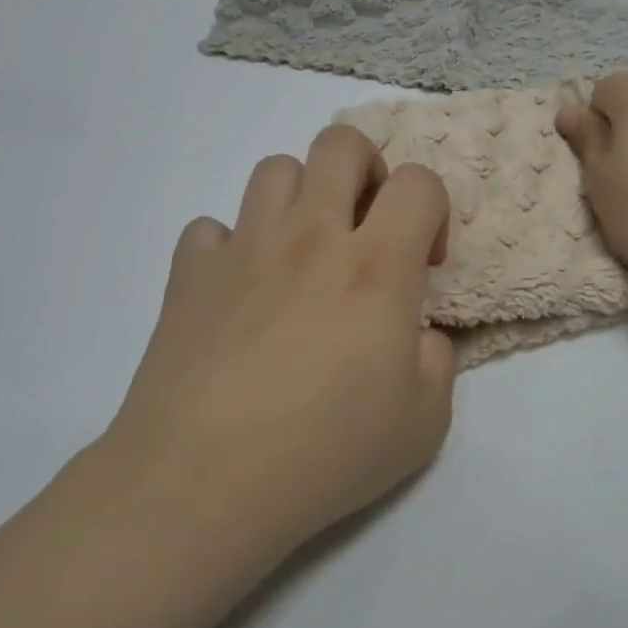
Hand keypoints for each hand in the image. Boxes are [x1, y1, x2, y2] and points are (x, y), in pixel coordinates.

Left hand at [103, 125, 456, 560]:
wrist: (203, 481)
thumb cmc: (323, 455)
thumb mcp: (422, 425)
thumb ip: (437, 362)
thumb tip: (419, 334)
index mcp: (375, 268)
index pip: (418, 183)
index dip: (432, 209)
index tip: (424, 261)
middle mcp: (310, 238)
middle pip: (341, 145)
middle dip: (368, 170)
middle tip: (366, 227)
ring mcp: (244, 248)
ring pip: (275, 169)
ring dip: (301, 197)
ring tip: (303, 252)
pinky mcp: (190, 272)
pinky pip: (213, 228)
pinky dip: (233, 247)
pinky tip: (239, 292)